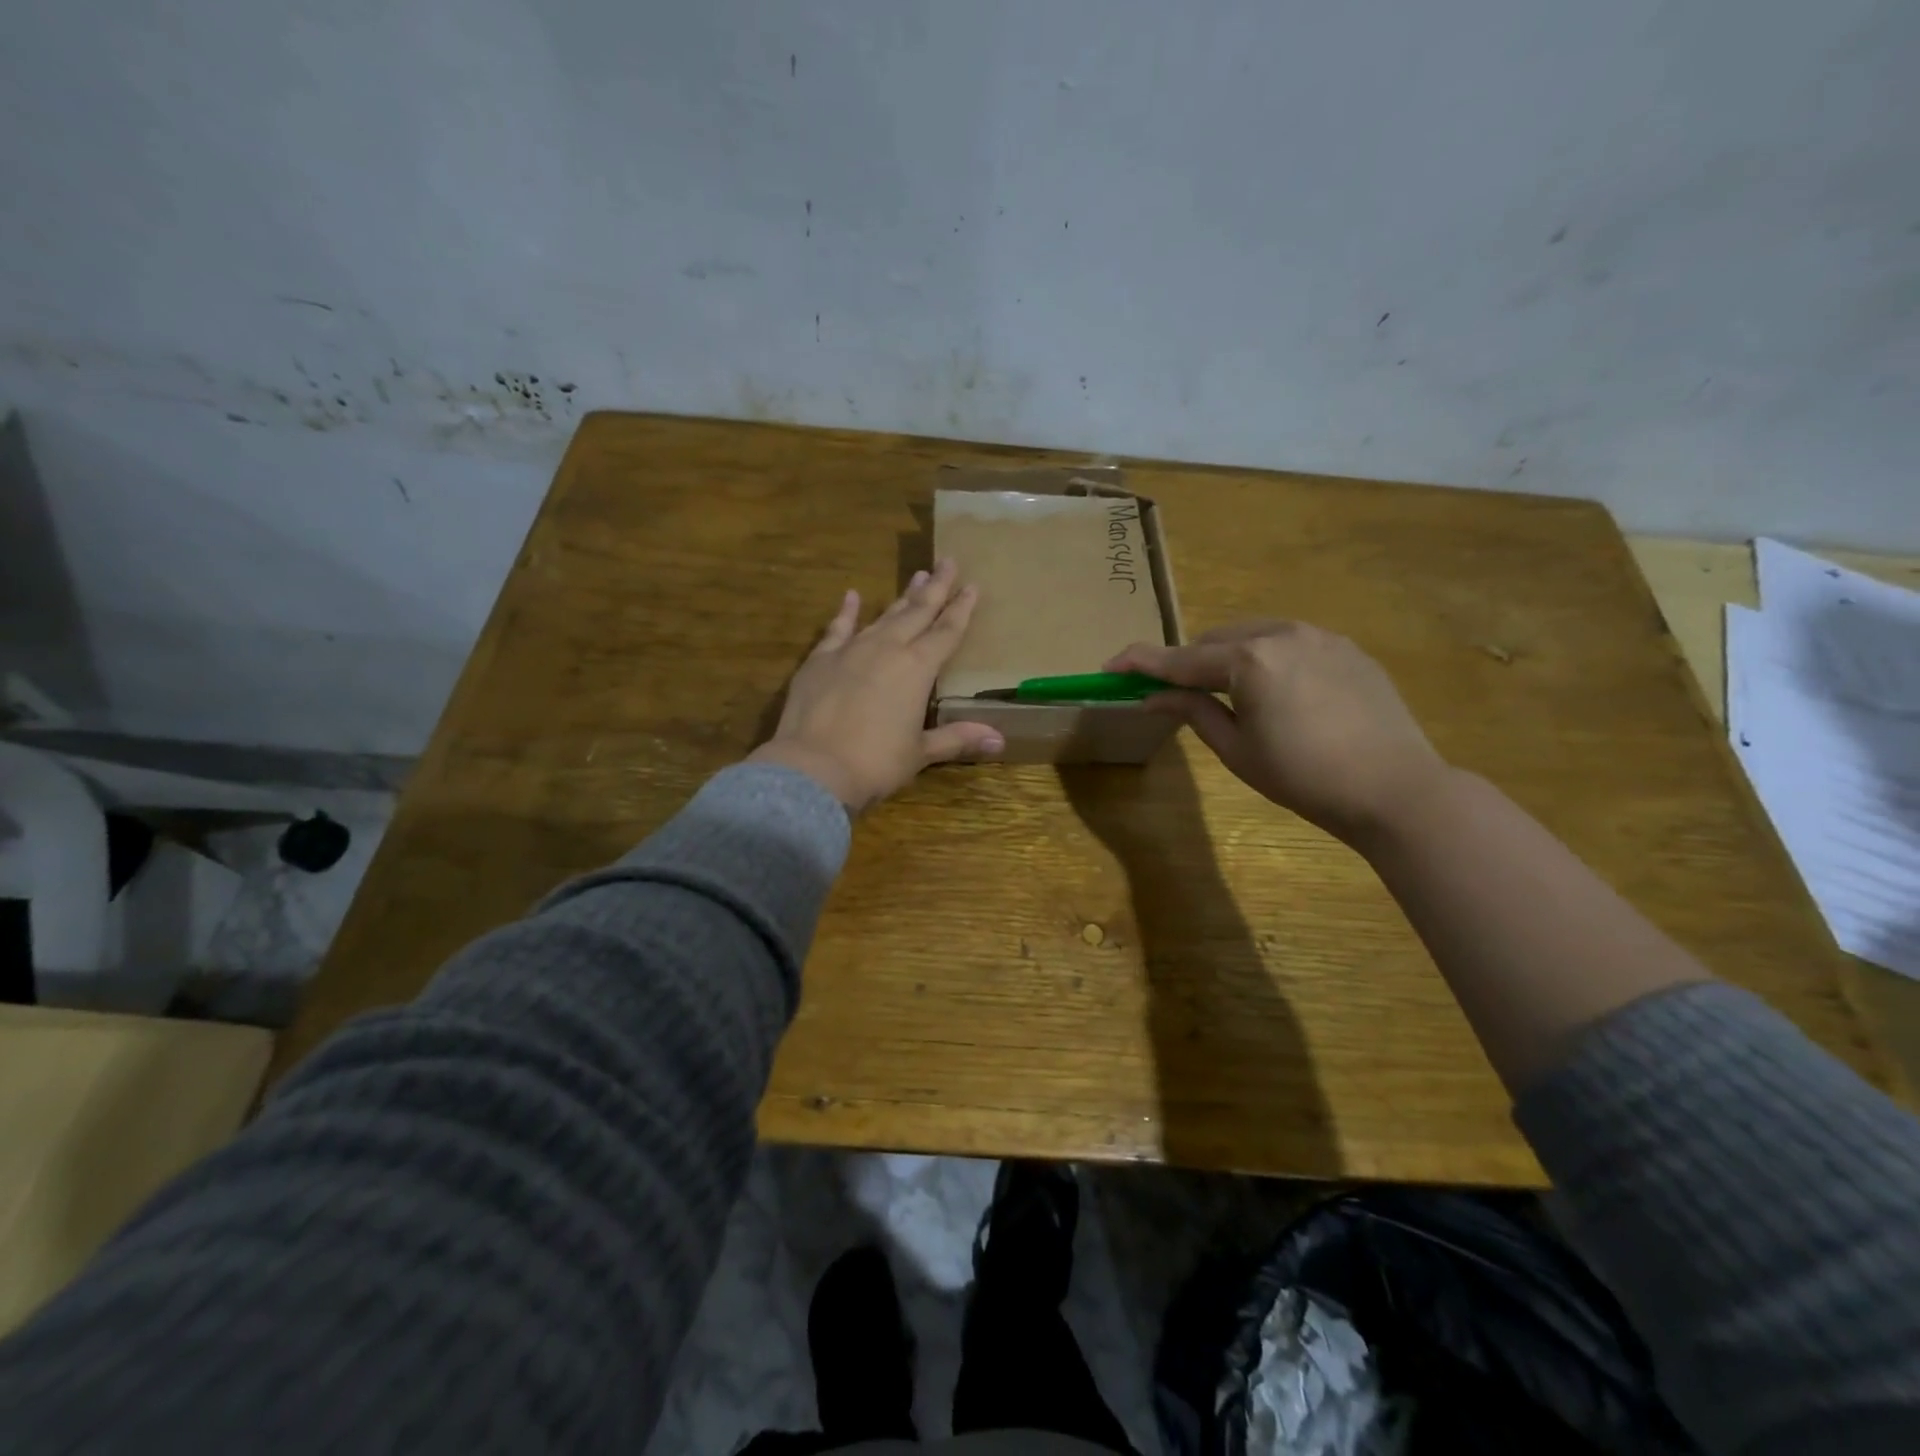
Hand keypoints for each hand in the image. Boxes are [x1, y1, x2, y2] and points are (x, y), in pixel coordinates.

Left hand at [749, 560, 1003, 813]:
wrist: (813, 767)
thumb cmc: (875, 763)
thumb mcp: (920, 753)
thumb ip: (957, 739)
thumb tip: (999, 740)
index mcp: (917, 669)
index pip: (947, 632)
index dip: (961, 609)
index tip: (972, 585)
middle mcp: (887, 649)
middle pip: (917, 612)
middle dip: (936, 587)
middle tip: (947, 561)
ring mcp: (851, 650)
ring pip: (883, 616)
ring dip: (901, 597)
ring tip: (917, 576)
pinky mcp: (820, 659)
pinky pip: (837, 628)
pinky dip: (846, 612)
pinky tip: (851, 596)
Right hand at [1107, 621, 1449, 844]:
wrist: (1395, 789)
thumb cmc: (1304, 778)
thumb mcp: (1237, 750)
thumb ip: (1193, 711)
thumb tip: (1153, 695)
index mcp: (1249, 660)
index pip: (1181, 659)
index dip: (1140, 663)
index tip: (1109, 665)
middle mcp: (1282, 633)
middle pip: (1216, 640)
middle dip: (1189, 662)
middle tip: (1174, 693)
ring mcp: (1320, 636)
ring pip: (1254, 635)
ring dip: (1228, 657)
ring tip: (1227, 693)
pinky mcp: (1346, 648)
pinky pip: (1290, 643)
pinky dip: (1266, 659)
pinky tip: (1276, 692)